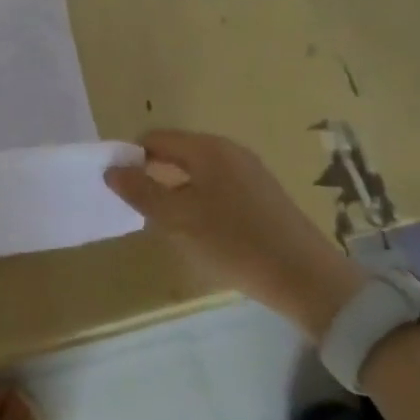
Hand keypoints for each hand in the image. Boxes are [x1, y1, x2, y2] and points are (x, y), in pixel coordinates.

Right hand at [106, 129, 369, 337]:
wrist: (308, 280)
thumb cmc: (234, 243)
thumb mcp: (176, 219)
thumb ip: (140, 191)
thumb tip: (112, 170)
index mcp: (207, 149)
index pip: (154, 138)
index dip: (131, 158)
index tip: (120, 189)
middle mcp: (229, 152)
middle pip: (175, 153)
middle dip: (152, 177)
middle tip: (140, 210)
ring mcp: (250, 173)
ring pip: (196, 174)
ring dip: (175, 193)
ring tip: (169, 226)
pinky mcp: (263, 197)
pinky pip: (217, 188)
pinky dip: (199, 203)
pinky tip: (201, 233)